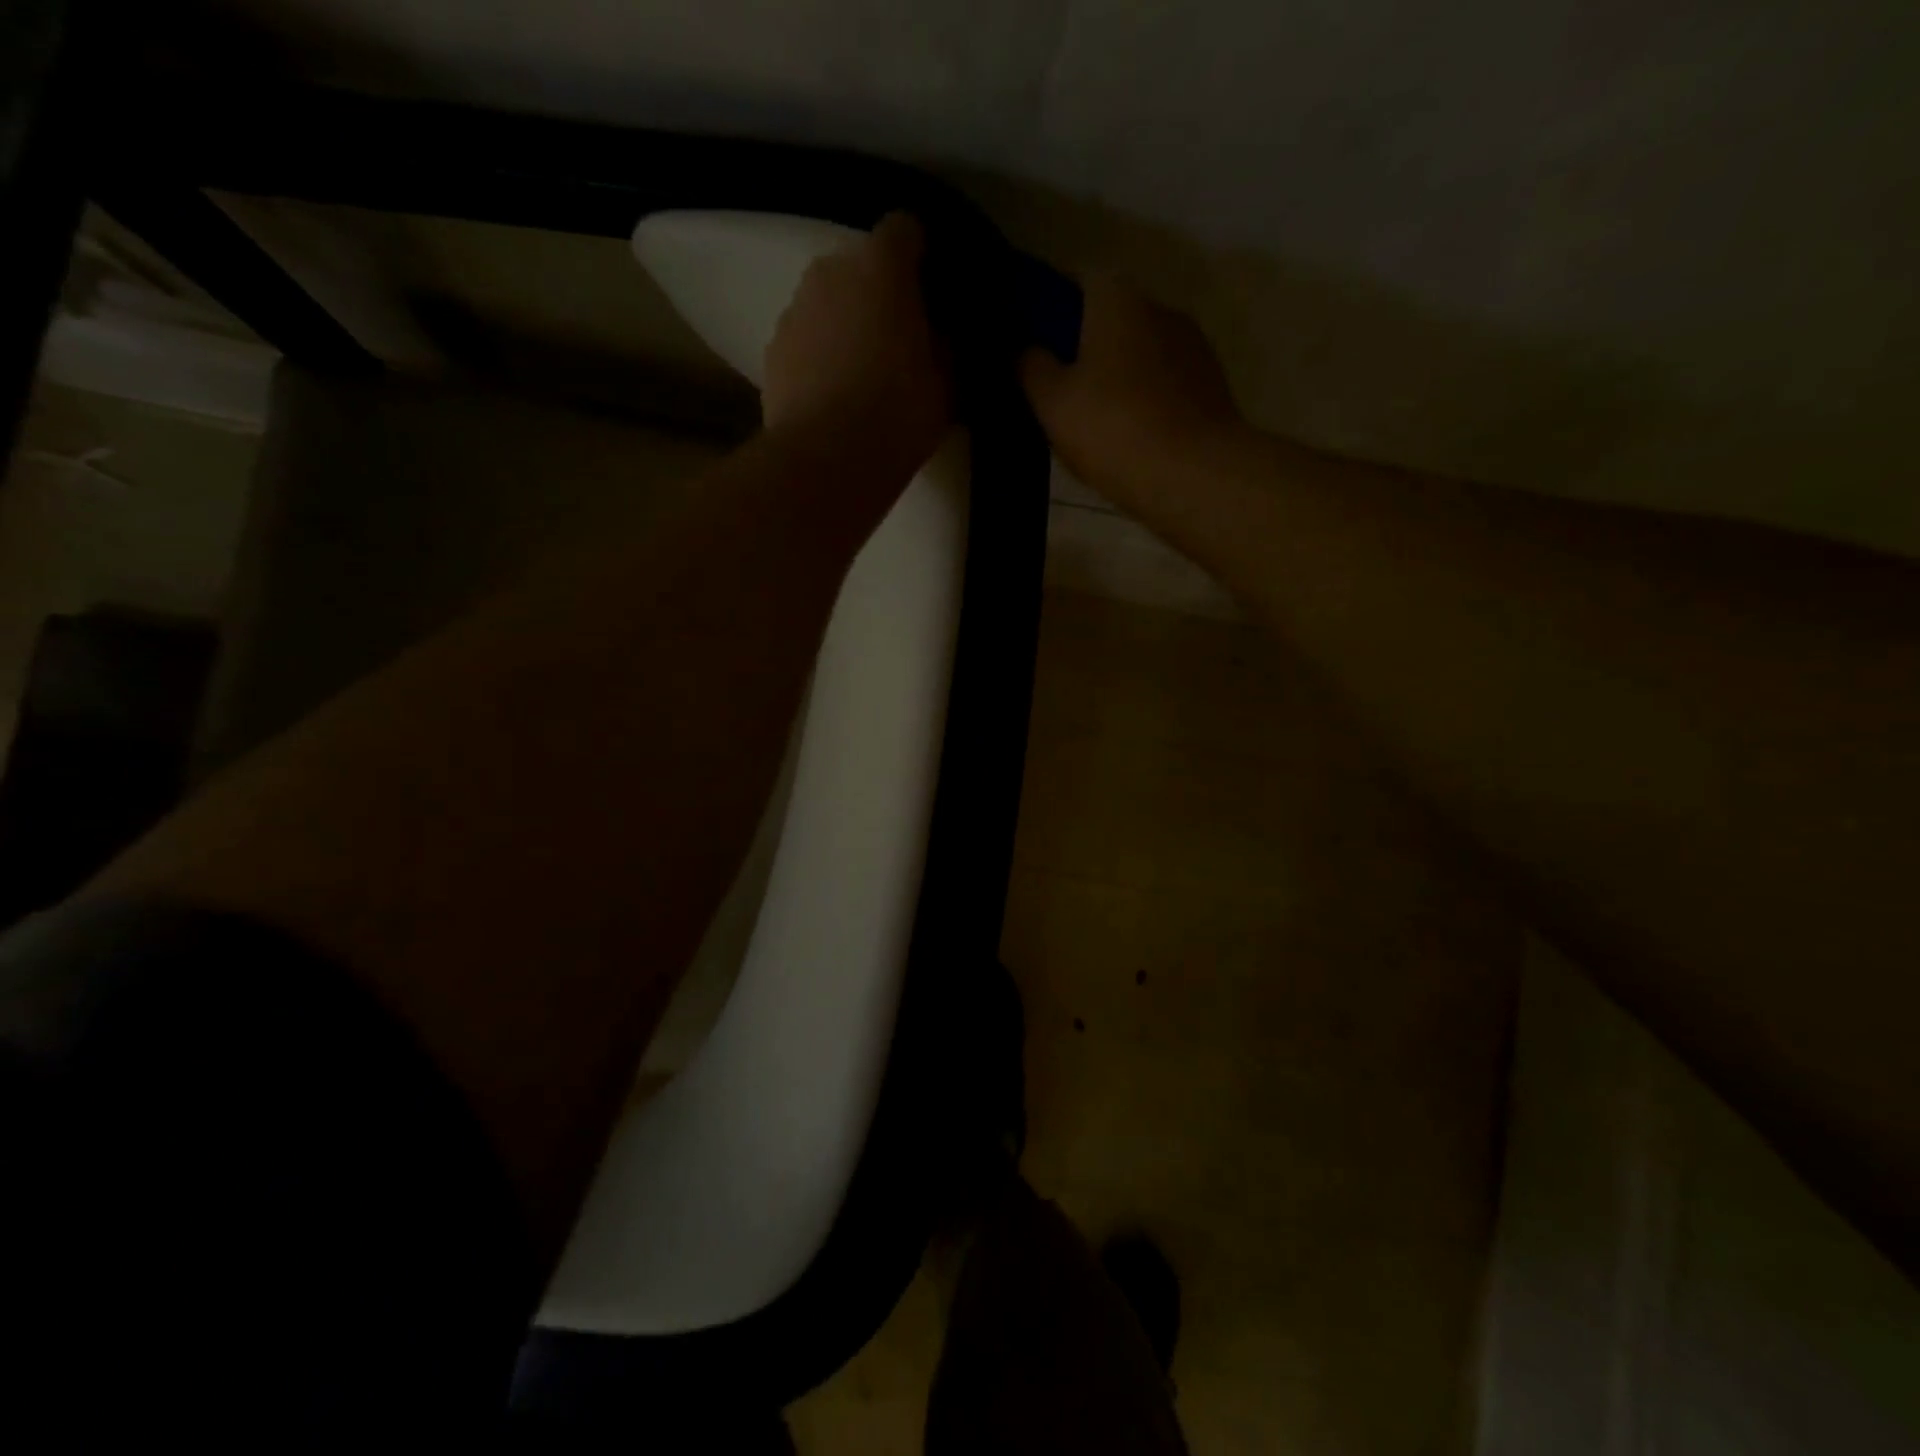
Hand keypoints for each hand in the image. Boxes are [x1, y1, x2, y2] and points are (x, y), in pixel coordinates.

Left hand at [763, 213, 951, 479]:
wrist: (827, 461)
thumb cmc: (898, 416)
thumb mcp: (946, 385)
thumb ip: (944, 347)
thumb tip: (937, 335)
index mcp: (882, 268)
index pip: (904, 230)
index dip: (919, 256)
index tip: (930, 292)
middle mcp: (831, 271)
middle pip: (859, 266)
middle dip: (878, 294)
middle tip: (897, 340)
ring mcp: (794, 309)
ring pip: (827, 303)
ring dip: (844, 324)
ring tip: (860, 375)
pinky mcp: (772, 350)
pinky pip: (804, 340)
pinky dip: (817, 356)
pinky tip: (831, 396)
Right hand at [1020, 275, 1243, 502]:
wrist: (1196, 476)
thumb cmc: (1115, 430)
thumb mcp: (1052, 402)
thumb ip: (1030, 367)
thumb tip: (1024, 348)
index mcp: (1117, 298)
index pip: (1075, 282)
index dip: (1050, 310)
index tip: (1033, 345)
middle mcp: (1159, 307)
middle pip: (1111, 319)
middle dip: (1085, 346)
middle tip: (1058, 390)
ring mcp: (1192, 346)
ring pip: (1140, 353)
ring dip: (1118, 376)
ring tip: (1095, 421)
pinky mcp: (1211, 386)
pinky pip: (1164, 384)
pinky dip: (1146, 400)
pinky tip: (1131, 436)